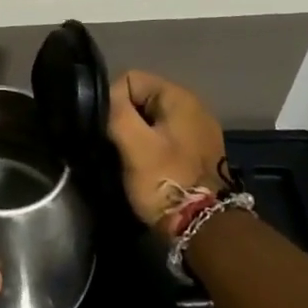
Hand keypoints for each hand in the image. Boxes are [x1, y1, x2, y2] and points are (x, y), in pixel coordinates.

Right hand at [106, 71, 229, 237]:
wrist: (205, 229)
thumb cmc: (166, 181)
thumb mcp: (135, 145)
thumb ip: (116, 112)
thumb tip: (102, 98)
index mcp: (179, 97)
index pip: (130, 79)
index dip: (112, 101)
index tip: (108, 129)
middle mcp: (192, 106)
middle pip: (140, 98)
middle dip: (124, 119)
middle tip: (116, 146)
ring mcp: (197, 130)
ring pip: (150, 119)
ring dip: (136, 135)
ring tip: (127, 158)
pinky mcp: (197, 151)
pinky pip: (163, 136)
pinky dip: (150, 147)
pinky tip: (145, 166)